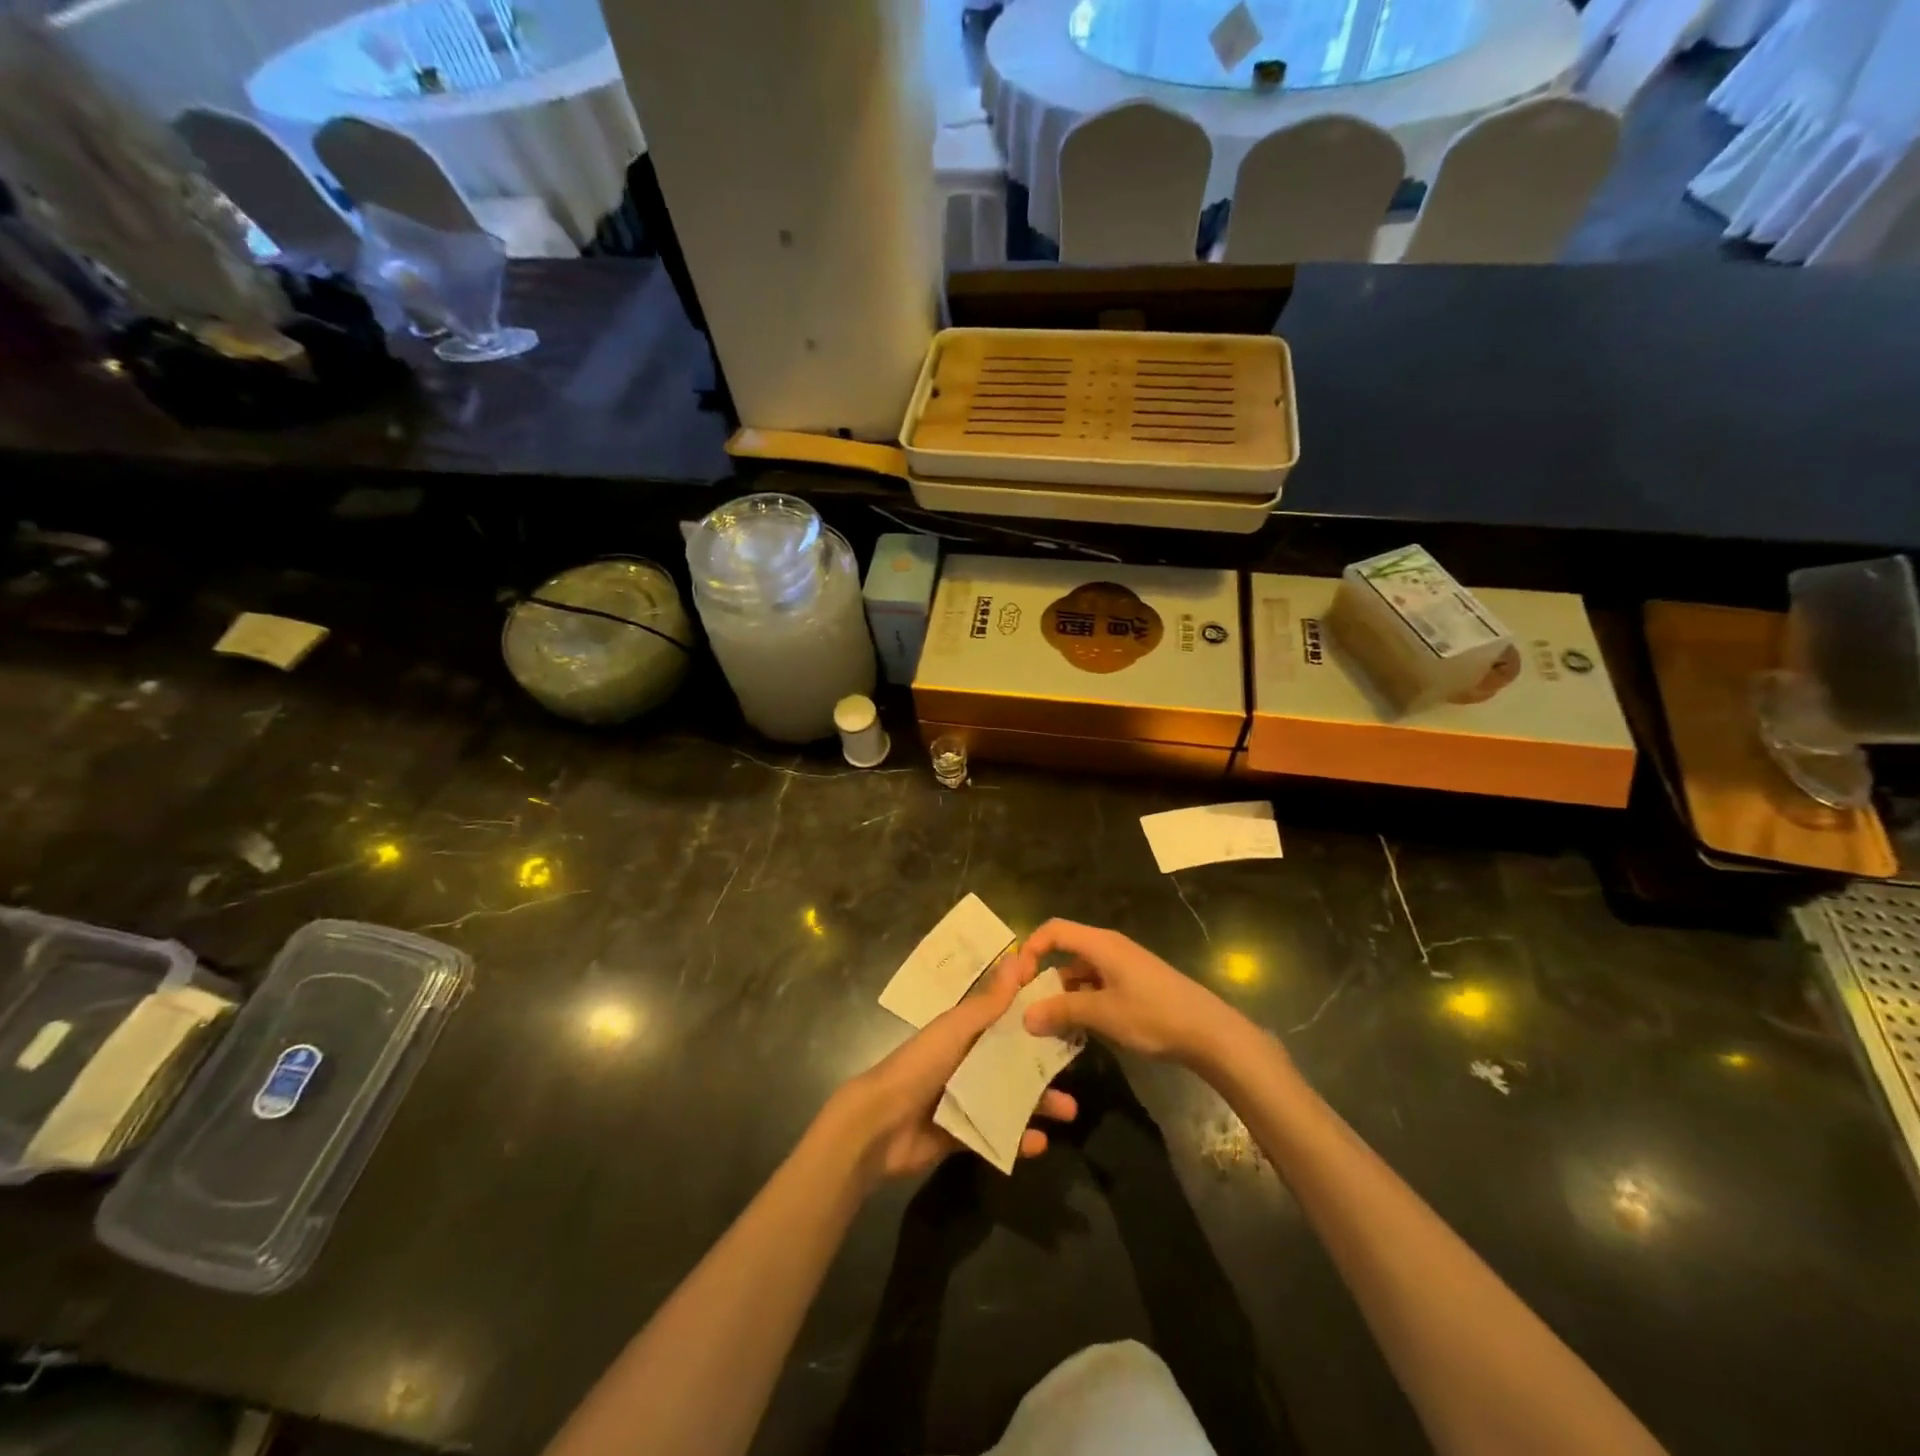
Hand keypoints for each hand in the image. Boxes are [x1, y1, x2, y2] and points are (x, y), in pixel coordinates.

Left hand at [829, 955, 1077, 1181]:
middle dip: (1044, 1066)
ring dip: (1039, 1104)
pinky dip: (1018, 1139)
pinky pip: (996, 1135)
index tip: (1068, 1013)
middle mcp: (966, 1062)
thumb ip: (989, 1001)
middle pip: (1012, 1061)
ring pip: (1009, 1099)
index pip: (1005, 1019)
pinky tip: (1041, 1144)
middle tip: (1076, 1069)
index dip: (1034, 1016)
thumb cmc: (920, 1065)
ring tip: (1070, 1112)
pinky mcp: (961, 1134)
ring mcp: (964, 1100)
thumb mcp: (957, 1028)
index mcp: (963, 1032)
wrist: (880, 1123)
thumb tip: (1019, 958)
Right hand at [1017, 919, 1246, 1065]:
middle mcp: (1109, 948)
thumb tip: (1025, 1017)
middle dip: (1044, 979)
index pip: (1053, 930)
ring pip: (1080, 974)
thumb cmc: (1153, 1015)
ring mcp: (1122, 966)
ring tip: (1050, 1027)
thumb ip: (1062, 1011)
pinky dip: (1082, 1003)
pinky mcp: (1133, 985)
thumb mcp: (1103, 1014)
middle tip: (1028, 1010)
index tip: (1019, 981)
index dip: (1031, 949)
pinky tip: (1079, 1031)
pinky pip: (1096, 986)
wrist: (1209, 1032)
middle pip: (1065, 952)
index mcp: (1100, 944)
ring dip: (1063, 996)